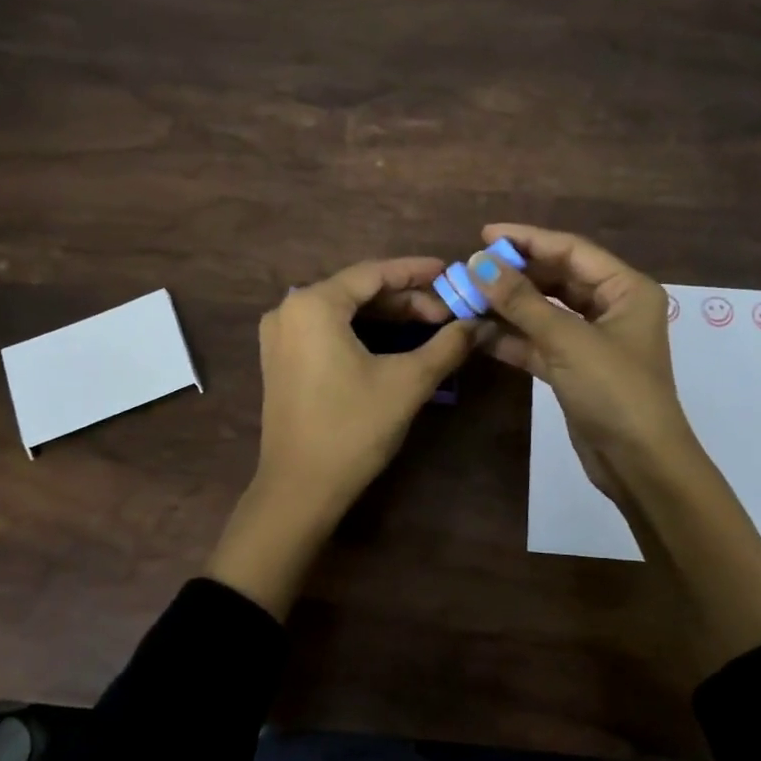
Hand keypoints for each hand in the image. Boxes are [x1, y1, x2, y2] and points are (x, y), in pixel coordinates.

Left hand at [210, 258, 474, 617]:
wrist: (300, 489)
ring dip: (386, 317)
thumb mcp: (408, 382)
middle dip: (405, 299)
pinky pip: (327, 332)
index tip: (451, 272)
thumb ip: (447, 345)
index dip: (417, 272)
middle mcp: (289, 310)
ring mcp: (280, 337)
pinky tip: (394, 343)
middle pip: (357, 291)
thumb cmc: (353, 428)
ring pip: (343, 312)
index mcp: (313, 304)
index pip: (373, 273)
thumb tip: (480, 324)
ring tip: (430, 326)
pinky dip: (362, 333)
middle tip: (447, 311)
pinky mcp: (281, 361)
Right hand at [466, 224, 697, 499]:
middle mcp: (611, 308)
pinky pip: (538, 342)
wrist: (639, 464)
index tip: (484, 235)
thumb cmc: (614, 391)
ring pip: (544, 311)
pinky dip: (511, 338)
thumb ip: (521, 301)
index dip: (528, 240)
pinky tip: (476, 332)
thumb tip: (479, 263)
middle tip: (471, 269)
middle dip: (514, 275)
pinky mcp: (574, 369)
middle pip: (556, 278)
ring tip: (466, 297)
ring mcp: (591, 340)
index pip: (571, 250)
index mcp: (626, 289)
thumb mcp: (567, 340)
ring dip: (507, 306)